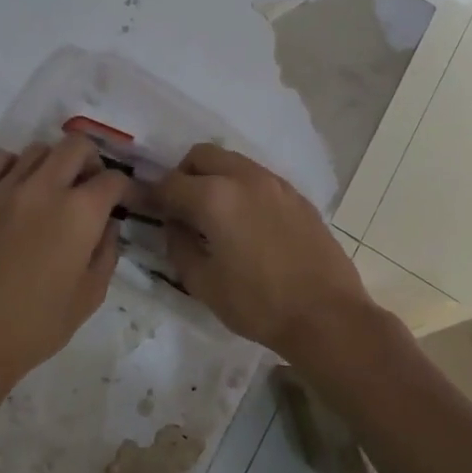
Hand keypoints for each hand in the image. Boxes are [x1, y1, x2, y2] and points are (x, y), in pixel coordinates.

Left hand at [0, 134, 130, 408]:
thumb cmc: (33, 327)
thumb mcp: (89, 298)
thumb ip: (106, 254)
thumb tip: (107, 225)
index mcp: (81, 213)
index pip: (114, 180)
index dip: (126, 189)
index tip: (124, 202)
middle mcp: (45, 188)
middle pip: (77, 146)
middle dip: (91, 162)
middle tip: (89, 187)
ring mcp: (4, 187)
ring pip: (37, 149)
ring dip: (52, 164)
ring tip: (49, 189)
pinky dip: (9, 165)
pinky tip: (11, 187)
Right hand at [156, 143, 369, 358]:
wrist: (326, 316)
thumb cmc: (258, 304)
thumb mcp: (202, 283)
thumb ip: (178, 245)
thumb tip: (174, 224)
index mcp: (215, 197)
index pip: (170, 183)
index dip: (152, 195)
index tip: (145, 208)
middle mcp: (245, 178)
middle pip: (202, 156)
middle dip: (184, 176)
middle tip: (180, 208)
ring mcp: (276, 184)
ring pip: (233, 162)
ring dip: (215, 179)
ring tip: (214, 217)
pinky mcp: (298, 197)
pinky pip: (259, 179)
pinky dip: (242, 190)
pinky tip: (246, 224)